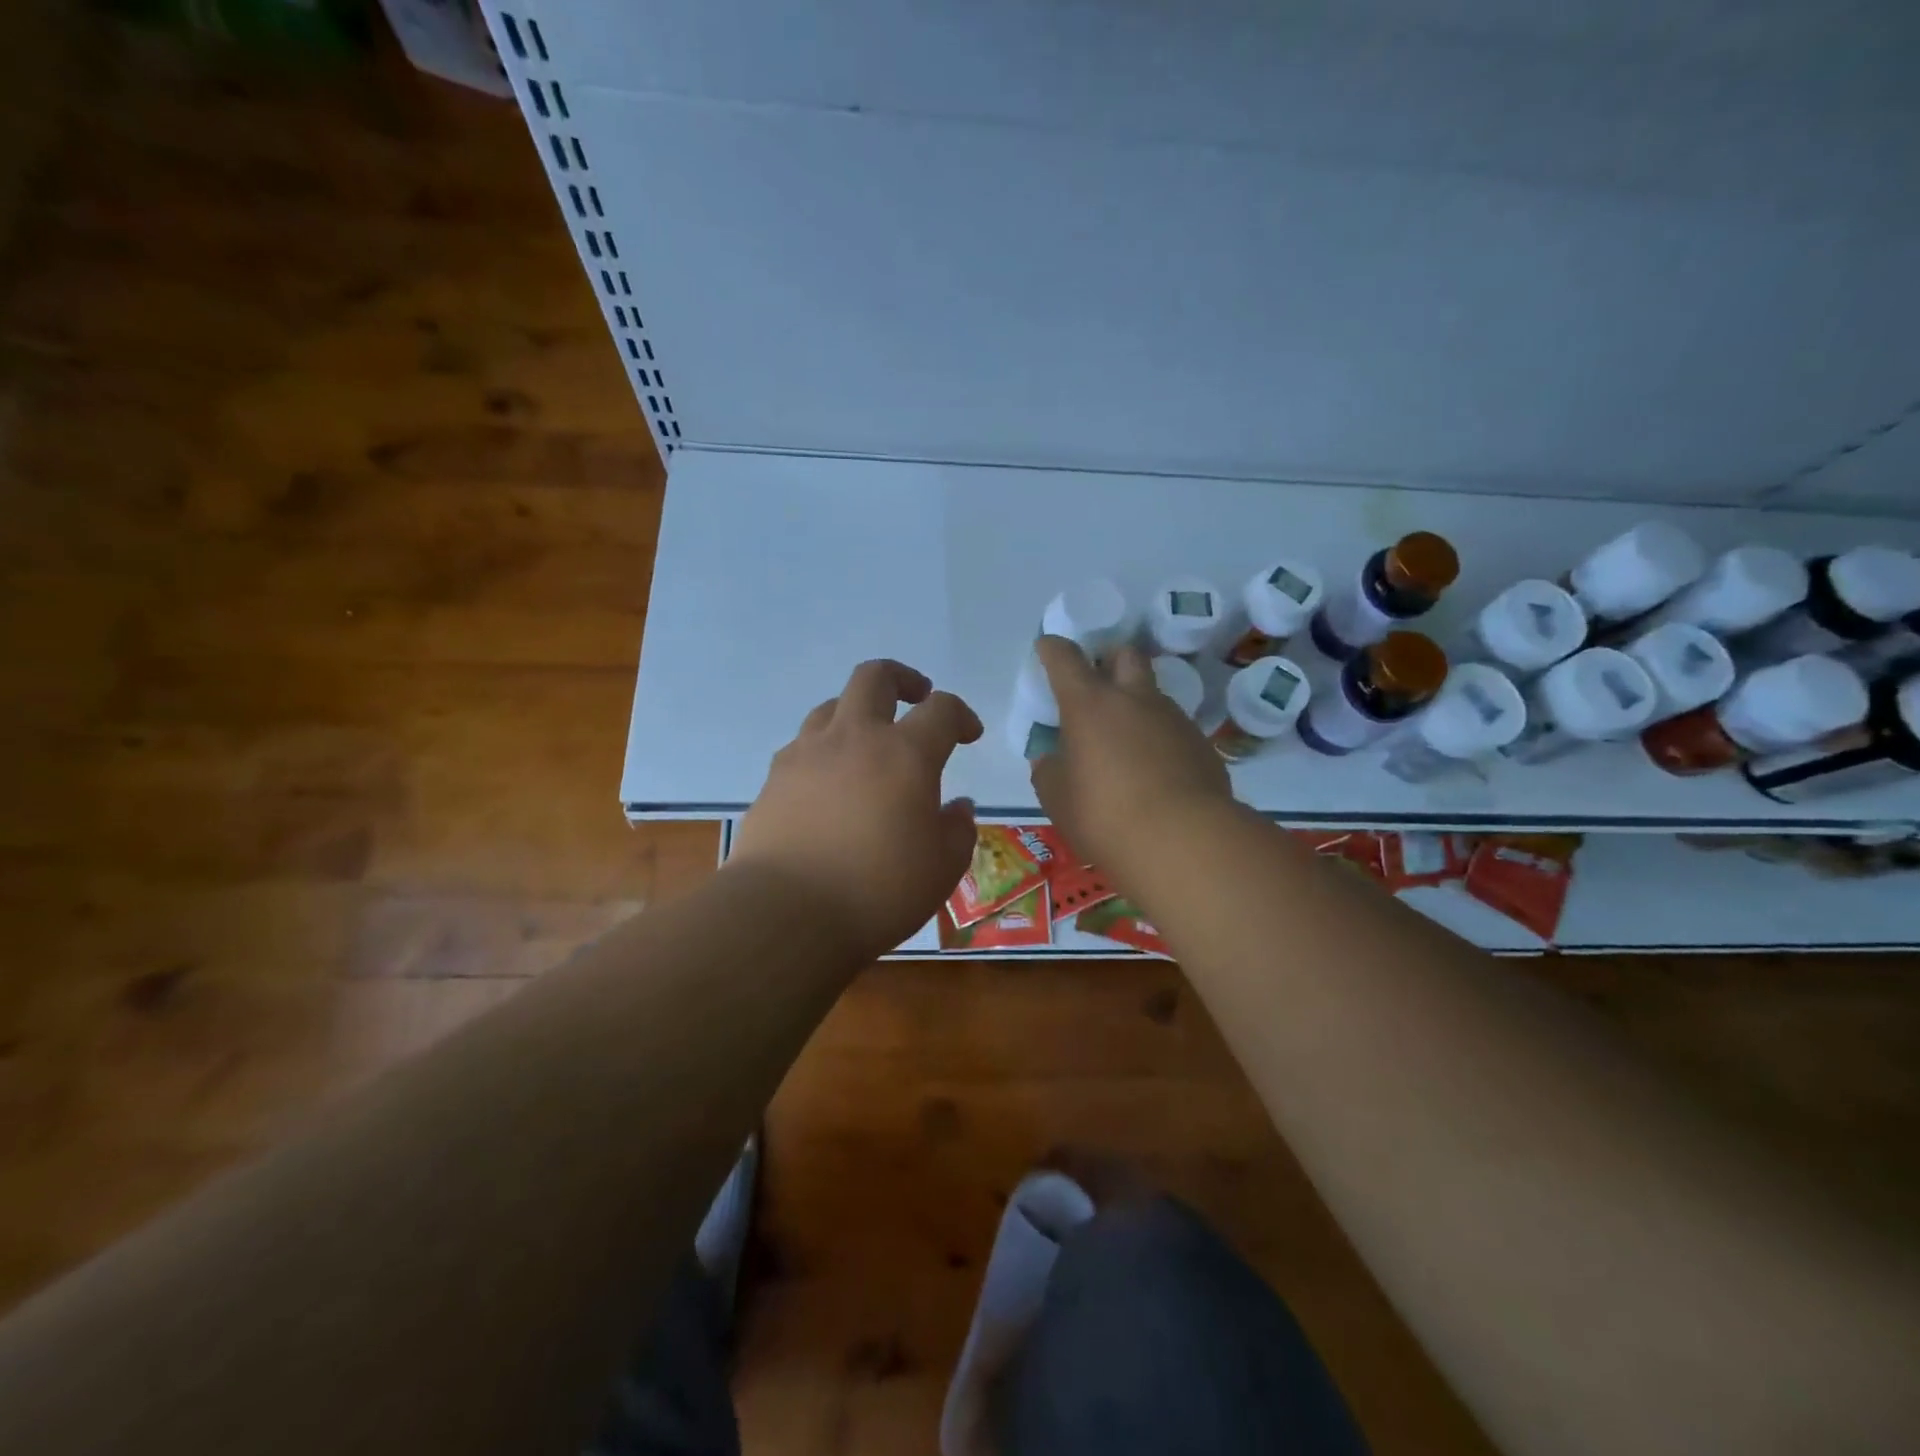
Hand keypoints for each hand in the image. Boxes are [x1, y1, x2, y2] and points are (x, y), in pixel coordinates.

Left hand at [730, 659, 982, 961]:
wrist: (785, 914)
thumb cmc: (878, 891)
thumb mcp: (941, 869)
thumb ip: (957, 830)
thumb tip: (957, 808)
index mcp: (905, 754)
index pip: (941, 710)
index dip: (960, 714)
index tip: (968, 733)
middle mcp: (854, 738)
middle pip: (875, 676)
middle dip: (902, 679)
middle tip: (916, 697)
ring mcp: (806, 754)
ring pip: (832, 705)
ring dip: (857, 712)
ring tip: (868, 741)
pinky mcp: (773, 779)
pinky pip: (803, 745)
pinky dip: (824, 750)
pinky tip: (828, 783)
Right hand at [1030, 636, 1234, 887]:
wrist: (1183, 841)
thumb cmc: (1104, 815)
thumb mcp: (1056, 798)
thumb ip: (1049, 770)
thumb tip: (1050, 759)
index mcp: (1089, 704)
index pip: (1066, 658)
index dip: (1053, 649)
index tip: (1046, 647)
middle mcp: (1134, 699)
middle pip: (1125, 655)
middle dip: (1108, 659)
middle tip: (1097, 684)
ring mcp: (1174, 719)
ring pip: (1153, 694)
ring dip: (1136, 705)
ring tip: (1125, 742)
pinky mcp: (1202, 745)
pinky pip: (1174, 730)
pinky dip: (1159, 740)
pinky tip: (1155, 773)